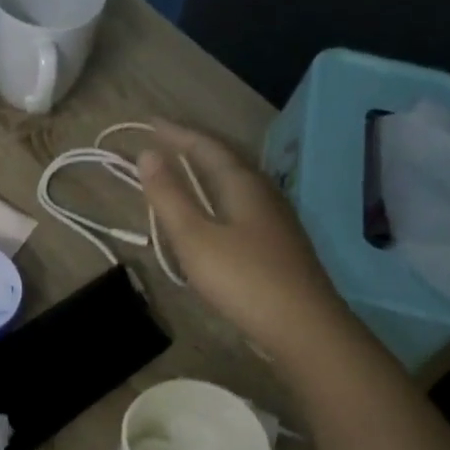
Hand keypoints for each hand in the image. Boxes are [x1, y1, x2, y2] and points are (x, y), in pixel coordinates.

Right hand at [139, 121, 346, 354]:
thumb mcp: (194, 238)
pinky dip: (217, 197)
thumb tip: (147, 153)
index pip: (206, 146)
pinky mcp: (278, 243)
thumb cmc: (243, 279)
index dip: (177, 134)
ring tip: (182, 172)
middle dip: (193, 147)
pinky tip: (212, 214)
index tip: (150, 123)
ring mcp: (275, 218)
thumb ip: (169, 196)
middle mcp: (263, 192)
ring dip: (206, 172)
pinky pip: (241, 204)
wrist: (302, 326)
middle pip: (226, 159)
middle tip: (164, 141)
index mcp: (242, 184)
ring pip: (235, 182)